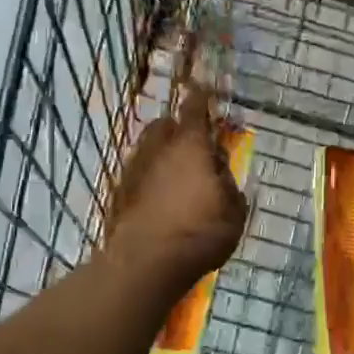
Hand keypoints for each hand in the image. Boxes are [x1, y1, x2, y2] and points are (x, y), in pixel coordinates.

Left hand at [106, 87, 247, 288]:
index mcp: (191, 145)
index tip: (202, 90)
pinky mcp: (119, 193)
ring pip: (148, 149)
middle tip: (193, 145)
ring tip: (176, 175)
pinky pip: (138, 175)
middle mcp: (159, 148)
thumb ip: (229, 186)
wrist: (146, 263)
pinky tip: (159, 199)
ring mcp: (134, 169)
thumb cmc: (200, 232)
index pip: (194, 108)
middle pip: (164, 125)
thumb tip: (220, 175)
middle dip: (177, 129)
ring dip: (161, 154)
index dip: (200, 98)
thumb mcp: (234, 211)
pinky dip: (149, 179)